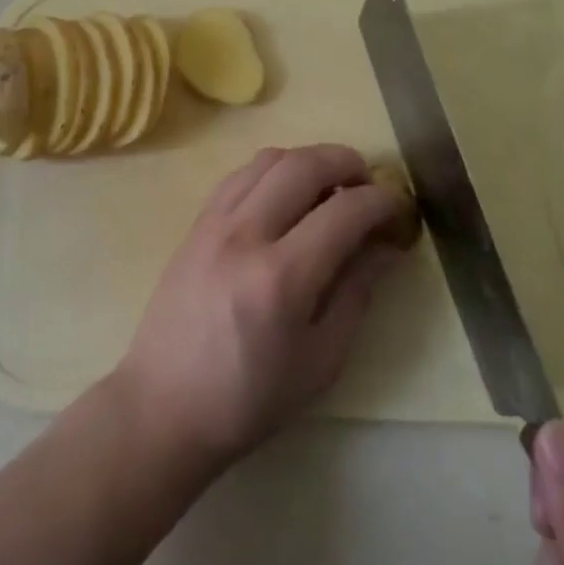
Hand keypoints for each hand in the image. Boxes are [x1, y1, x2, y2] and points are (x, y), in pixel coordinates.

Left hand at [114, 144, 407, 469]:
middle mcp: (245, 235)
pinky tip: (284, 196)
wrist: (164, 405)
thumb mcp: (321, 360)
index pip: (345, 211)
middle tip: (367, 185)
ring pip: (269, 159)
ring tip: (328, 188)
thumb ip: (356, 293)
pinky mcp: (195, 224)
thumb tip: (386, 246)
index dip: (382, 201)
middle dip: (347, 163)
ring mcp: (214, 223)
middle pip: (304, 165)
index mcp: (281, 278)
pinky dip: (272, 171)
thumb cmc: (249, 398)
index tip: (399, 208)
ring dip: (308, 160)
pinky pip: (240, 175)